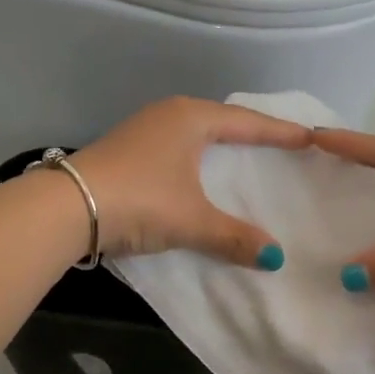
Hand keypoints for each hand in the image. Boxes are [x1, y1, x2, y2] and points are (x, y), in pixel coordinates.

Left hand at [71, 97, 311, 265]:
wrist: (66, 208)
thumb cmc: (140, 200)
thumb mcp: (192, 220)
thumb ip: (234, 237)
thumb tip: (275, 258)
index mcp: (191, 118)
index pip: (247, 122)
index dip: (279, 132)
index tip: (308, 138)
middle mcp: (169, 115)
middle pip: (222, 121)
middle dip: (251, 133)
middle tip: (281, 144)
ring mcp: (144, 131)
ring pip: (196, 135)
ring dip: (221, 146)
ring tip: (246, 158)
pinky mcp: (128, 151)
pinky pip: (178, 149)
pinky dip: (198, 160)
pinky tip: (202, 176)